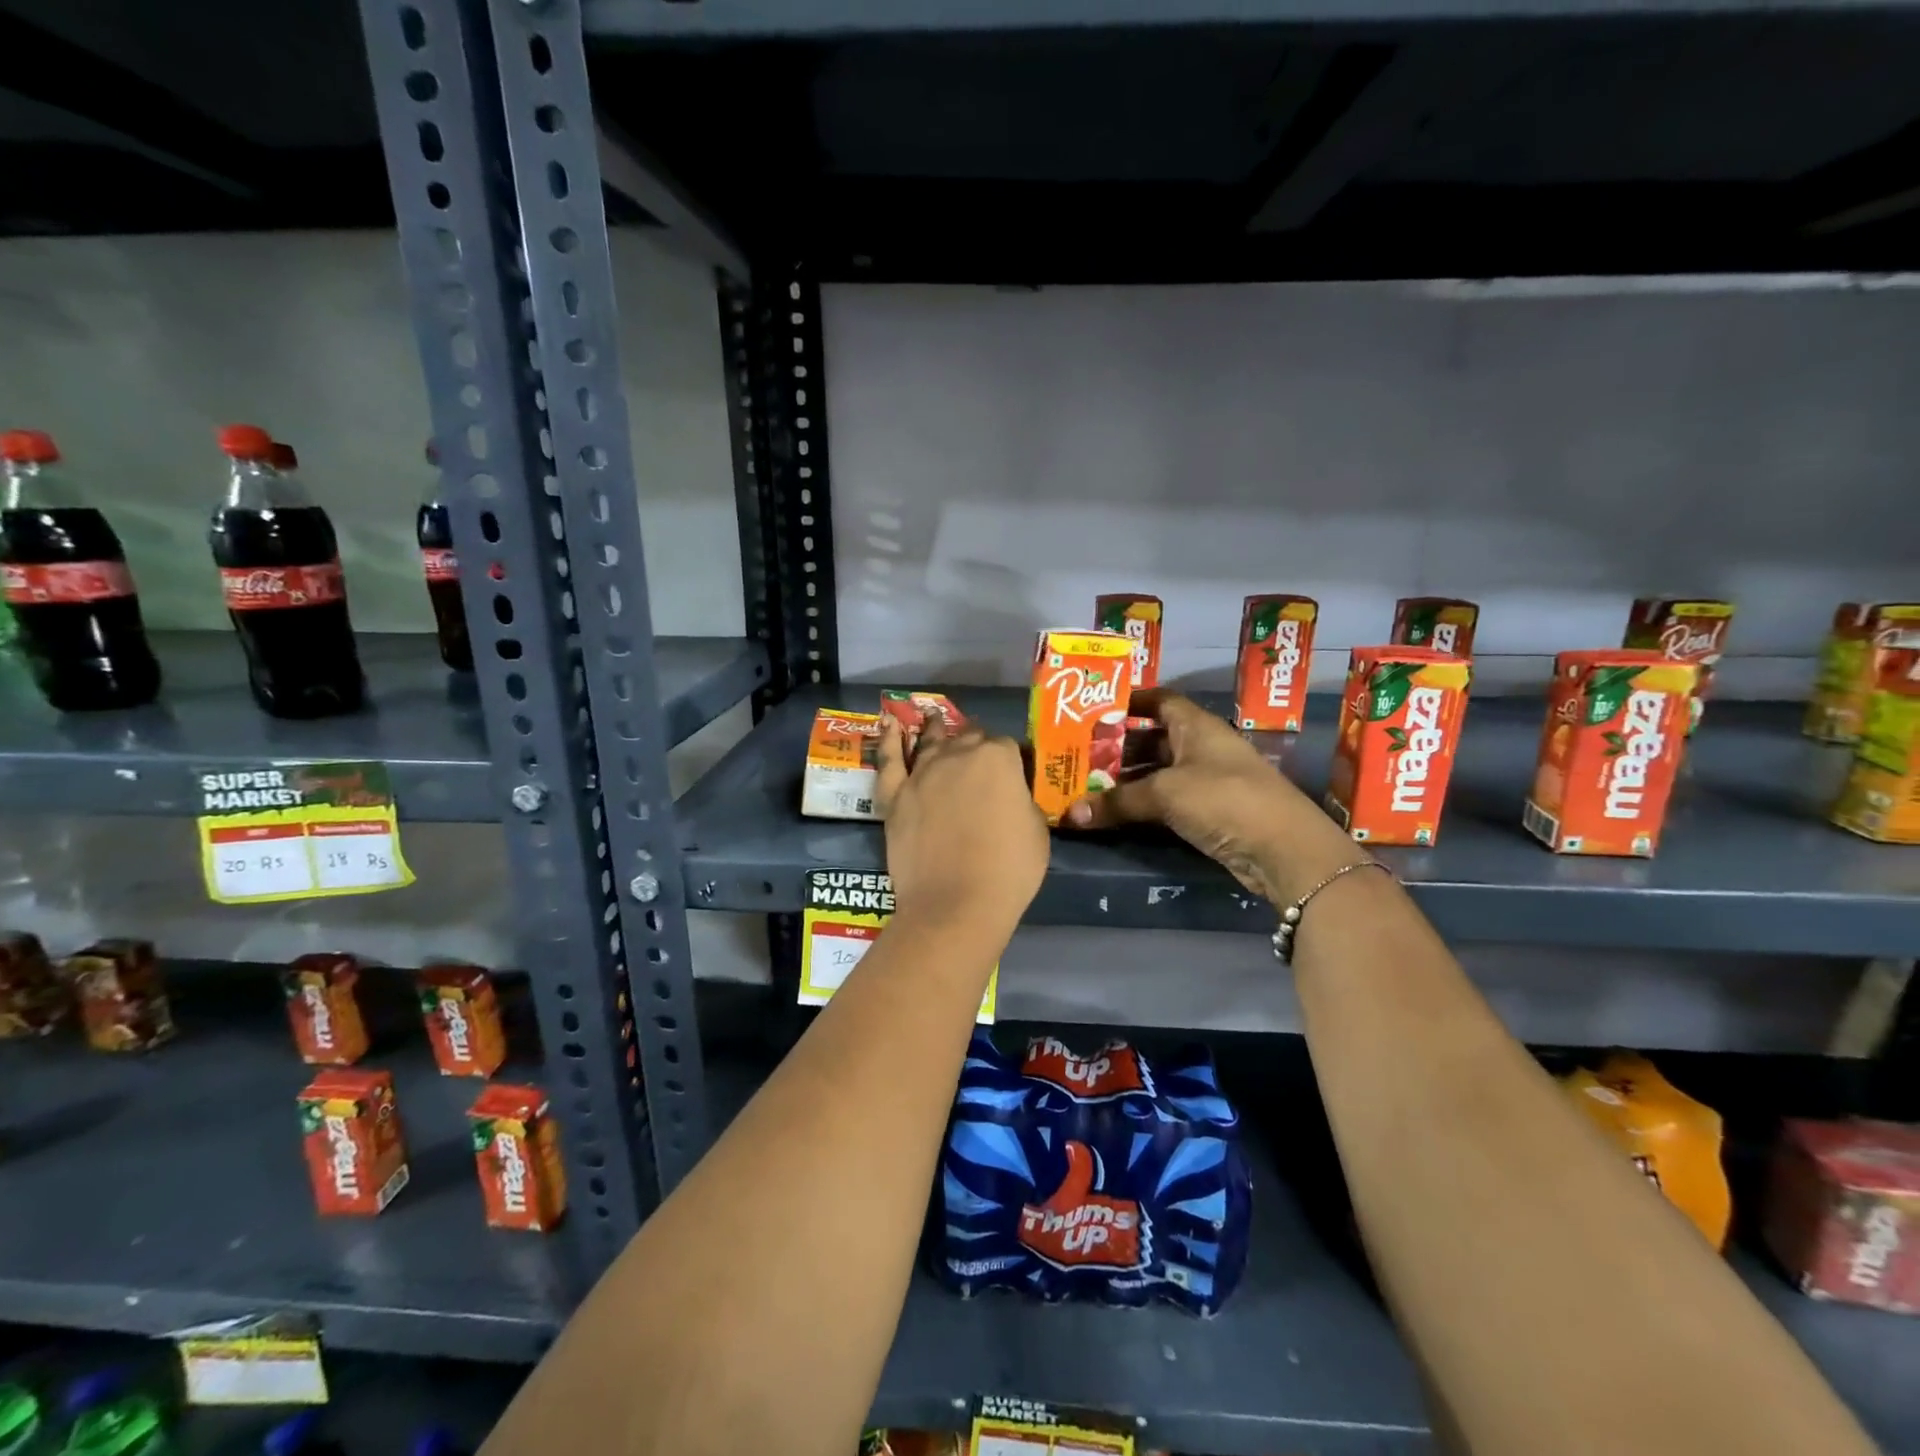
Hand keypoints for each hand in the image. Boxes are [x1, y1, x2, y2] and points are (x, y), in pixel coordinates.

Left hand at [876, 712, 1048, 938]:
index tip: (1014, 776)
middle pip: (968, 738)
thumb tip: (1011, 796)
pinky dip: (890, 740)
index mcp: (998, 758)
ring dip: (935, 729)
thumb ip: (1022, 801)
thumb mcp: (1037, 830)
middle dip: (976, 744)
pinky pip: (889, 760)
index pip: (1007, 746)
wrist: (957, 903)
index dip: (1012, 761)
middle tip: (980, 757)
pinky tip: (891, 724)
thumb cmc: (1008, 869)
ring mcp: (922, 773)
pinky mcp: (895, 796)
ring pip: (930, 741)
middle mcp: (958, 754)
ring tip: (934, 718)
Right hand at [1063, 690, 1358, 903]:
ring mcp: (1207, 780)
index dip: (1129, 700)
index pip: (1159, 700)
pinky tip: (1114, 812)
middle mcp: (1201, 747)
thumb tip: (1070, 814)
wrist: (1283, 849)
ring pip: (1158, 772)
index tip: (1094, 709)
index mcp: (1196, 725)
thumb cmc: (1223, 799)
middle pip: (1153, 738)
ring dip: (1126, 779)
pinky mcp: (1209, 812)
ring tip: (1086, 785)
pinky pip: (1166, 800)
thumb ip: (1117, 802)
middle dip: (1117, 746)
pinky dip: (1142, 803)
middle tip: (1078, 754)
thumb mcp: (1165, 794)